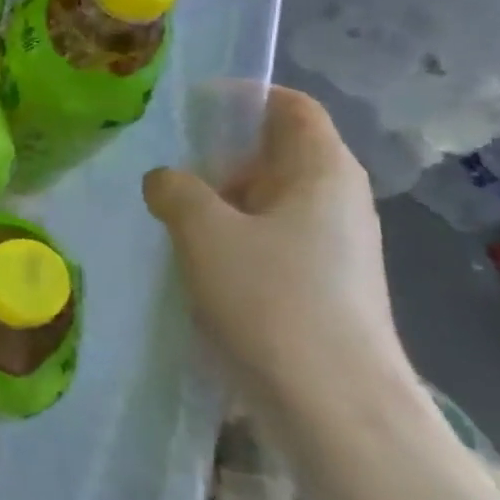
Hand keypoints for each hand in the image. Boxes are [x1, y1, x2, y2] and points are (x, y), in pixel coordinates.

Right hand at [142, 87, 412, 420]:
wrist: (332, 403)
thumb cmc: (270, 298)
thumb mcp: (203, 230)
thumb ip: (175, 190)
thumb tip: (165, 180)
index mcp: (322, 171)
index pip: (290, 107)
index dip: (243, 97)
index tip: (189, 105)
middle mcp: (337, 200)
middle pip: (276, 153)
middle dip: (218, 154)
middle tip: (162, 166)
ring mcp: (333, 246)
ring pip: (267, 200)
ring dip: (218, 200)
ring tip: (166, 213)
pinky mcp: (320, 284)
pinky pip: (269, 239)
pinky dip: (230, 236)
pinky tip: (193, 259)